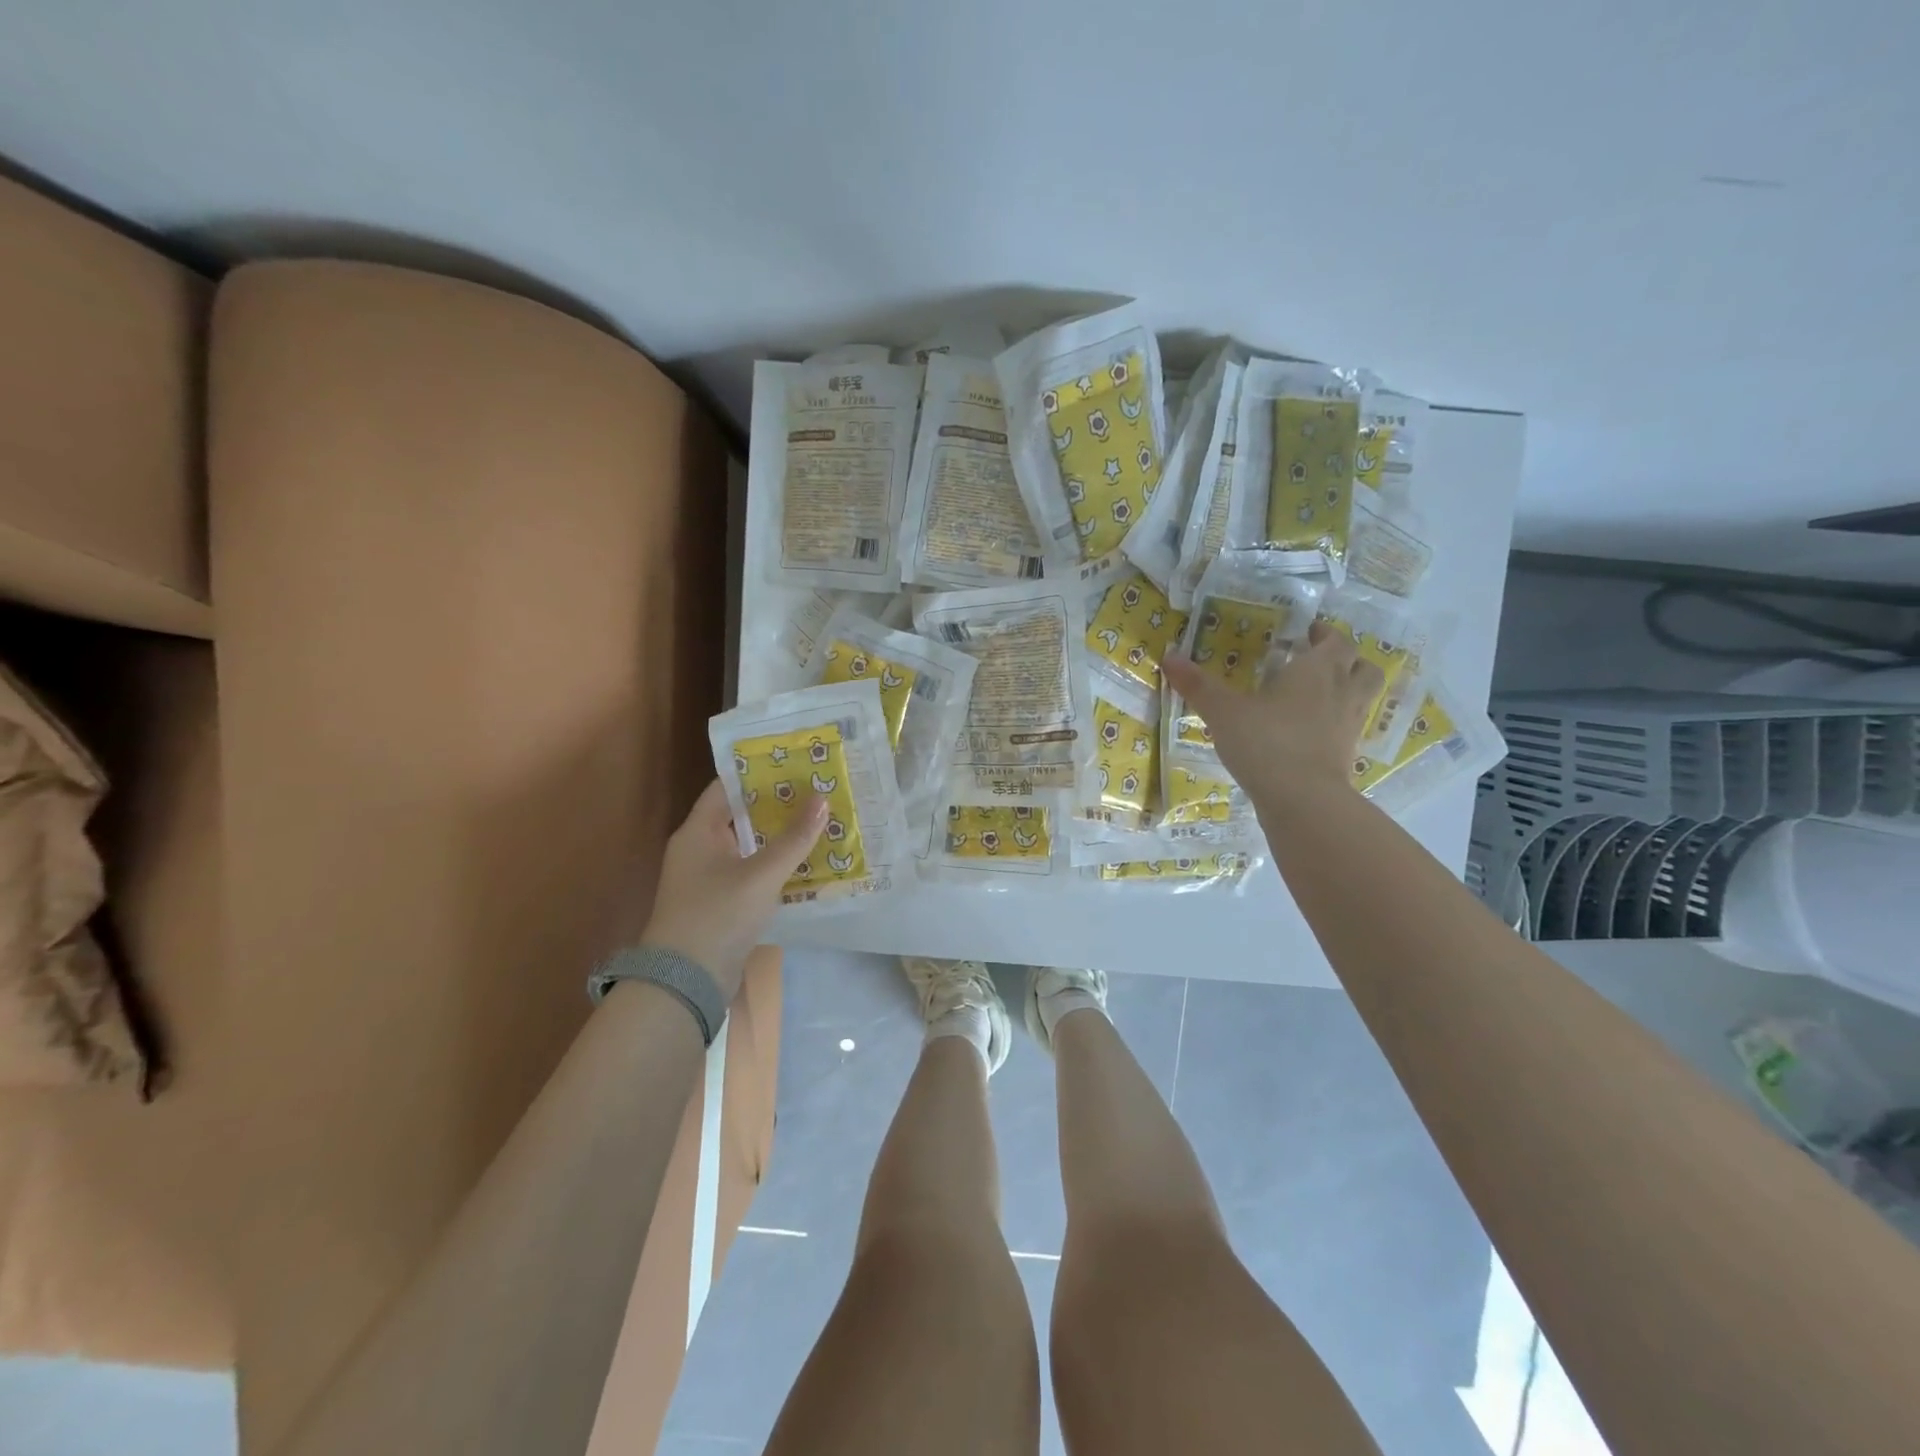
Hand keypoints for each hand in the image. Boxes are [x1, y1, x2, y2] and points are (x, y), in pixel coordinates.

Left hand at [640, 779, 825, 1001]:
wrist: (685, 982)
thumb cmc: (718, 916)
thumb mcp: (761, 874)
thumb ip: (793, 838)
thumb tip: (822, 798)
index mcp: (698, 832)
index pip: (727, 787)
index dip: (759, 773)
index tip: (794, 762)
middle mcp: (699, 849)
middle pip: (741, 815)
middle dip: (777, 804)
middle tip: (816, 790)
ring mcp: (708, 878)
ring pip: (749, 845)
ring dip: (779, 836)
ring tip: (818, 820)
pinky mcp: (721, 903)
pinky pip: (751, 872)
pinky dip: (774, 864)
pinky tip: (806, 861)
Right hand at [1162, 621, 1384, 813]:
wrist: (1302, 800)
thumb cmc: (1265, 742)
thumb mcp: (1223, 712)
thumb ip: (1198, 685)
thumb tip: (1168, 656)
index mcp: (1318, 671)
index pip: (1336, 641)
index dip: (1325, 634)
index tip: (1308, 632)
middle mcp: (1342, 693)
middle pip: (1362, 666)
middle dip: (1345, 659)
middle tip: (1318, 660)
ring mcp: (1349, 726)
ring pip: (1363, 697)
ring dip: (1349, 689)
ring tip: (1321, 693)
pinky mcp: (1347, 756)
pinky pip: (1350, 729)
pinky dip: (1337, 724)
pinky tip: (1312, 732)